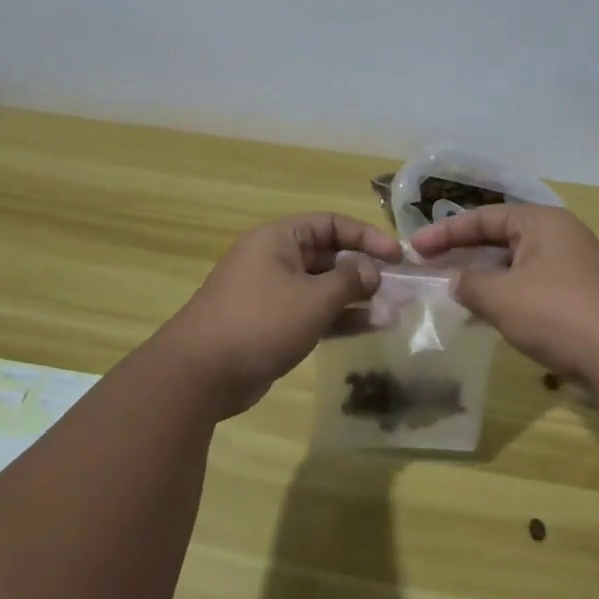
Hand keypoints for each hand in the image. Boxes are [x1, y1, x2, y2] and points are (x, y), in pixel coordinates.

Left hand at [155, 212, 401, 417]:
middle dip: (363, 269)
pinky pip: (312, 312)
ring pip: (322, 286)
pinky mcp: (271, 324)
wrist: (200, 374)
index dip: (366, 236)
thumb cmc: (260, 322)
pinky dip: (338, 318)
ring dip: (355, 296)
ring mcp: (271, 293)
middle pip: (328, 254)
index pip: (331, 223)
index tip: (397, 256)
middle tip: (398, 285)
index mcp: (278, 239)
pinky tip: (370, 328)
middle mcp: (274, 259)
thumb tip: (371, 271)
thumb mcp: (312, 298)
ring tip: (392, 309)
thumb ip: (348, 280)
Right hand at [411, 205, 598, 386]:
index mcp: (542, 222)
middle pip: (502, 236)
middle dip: (465, 252)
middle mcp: (562, 235)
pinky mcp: (584, 294)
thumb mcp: (500, 297)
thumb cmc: (556, 313)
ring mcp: (576, 265)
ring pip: (518, 262)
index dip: (445, 232)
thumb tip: (457, 281)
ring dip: (486, 275)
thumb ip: (469, 283)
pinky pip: (534, 283)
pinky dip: (508, 292)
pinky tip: (492, 313)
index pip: (484, 217)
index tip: (414, 248)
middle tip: (432, 267)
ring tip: (455, 291)